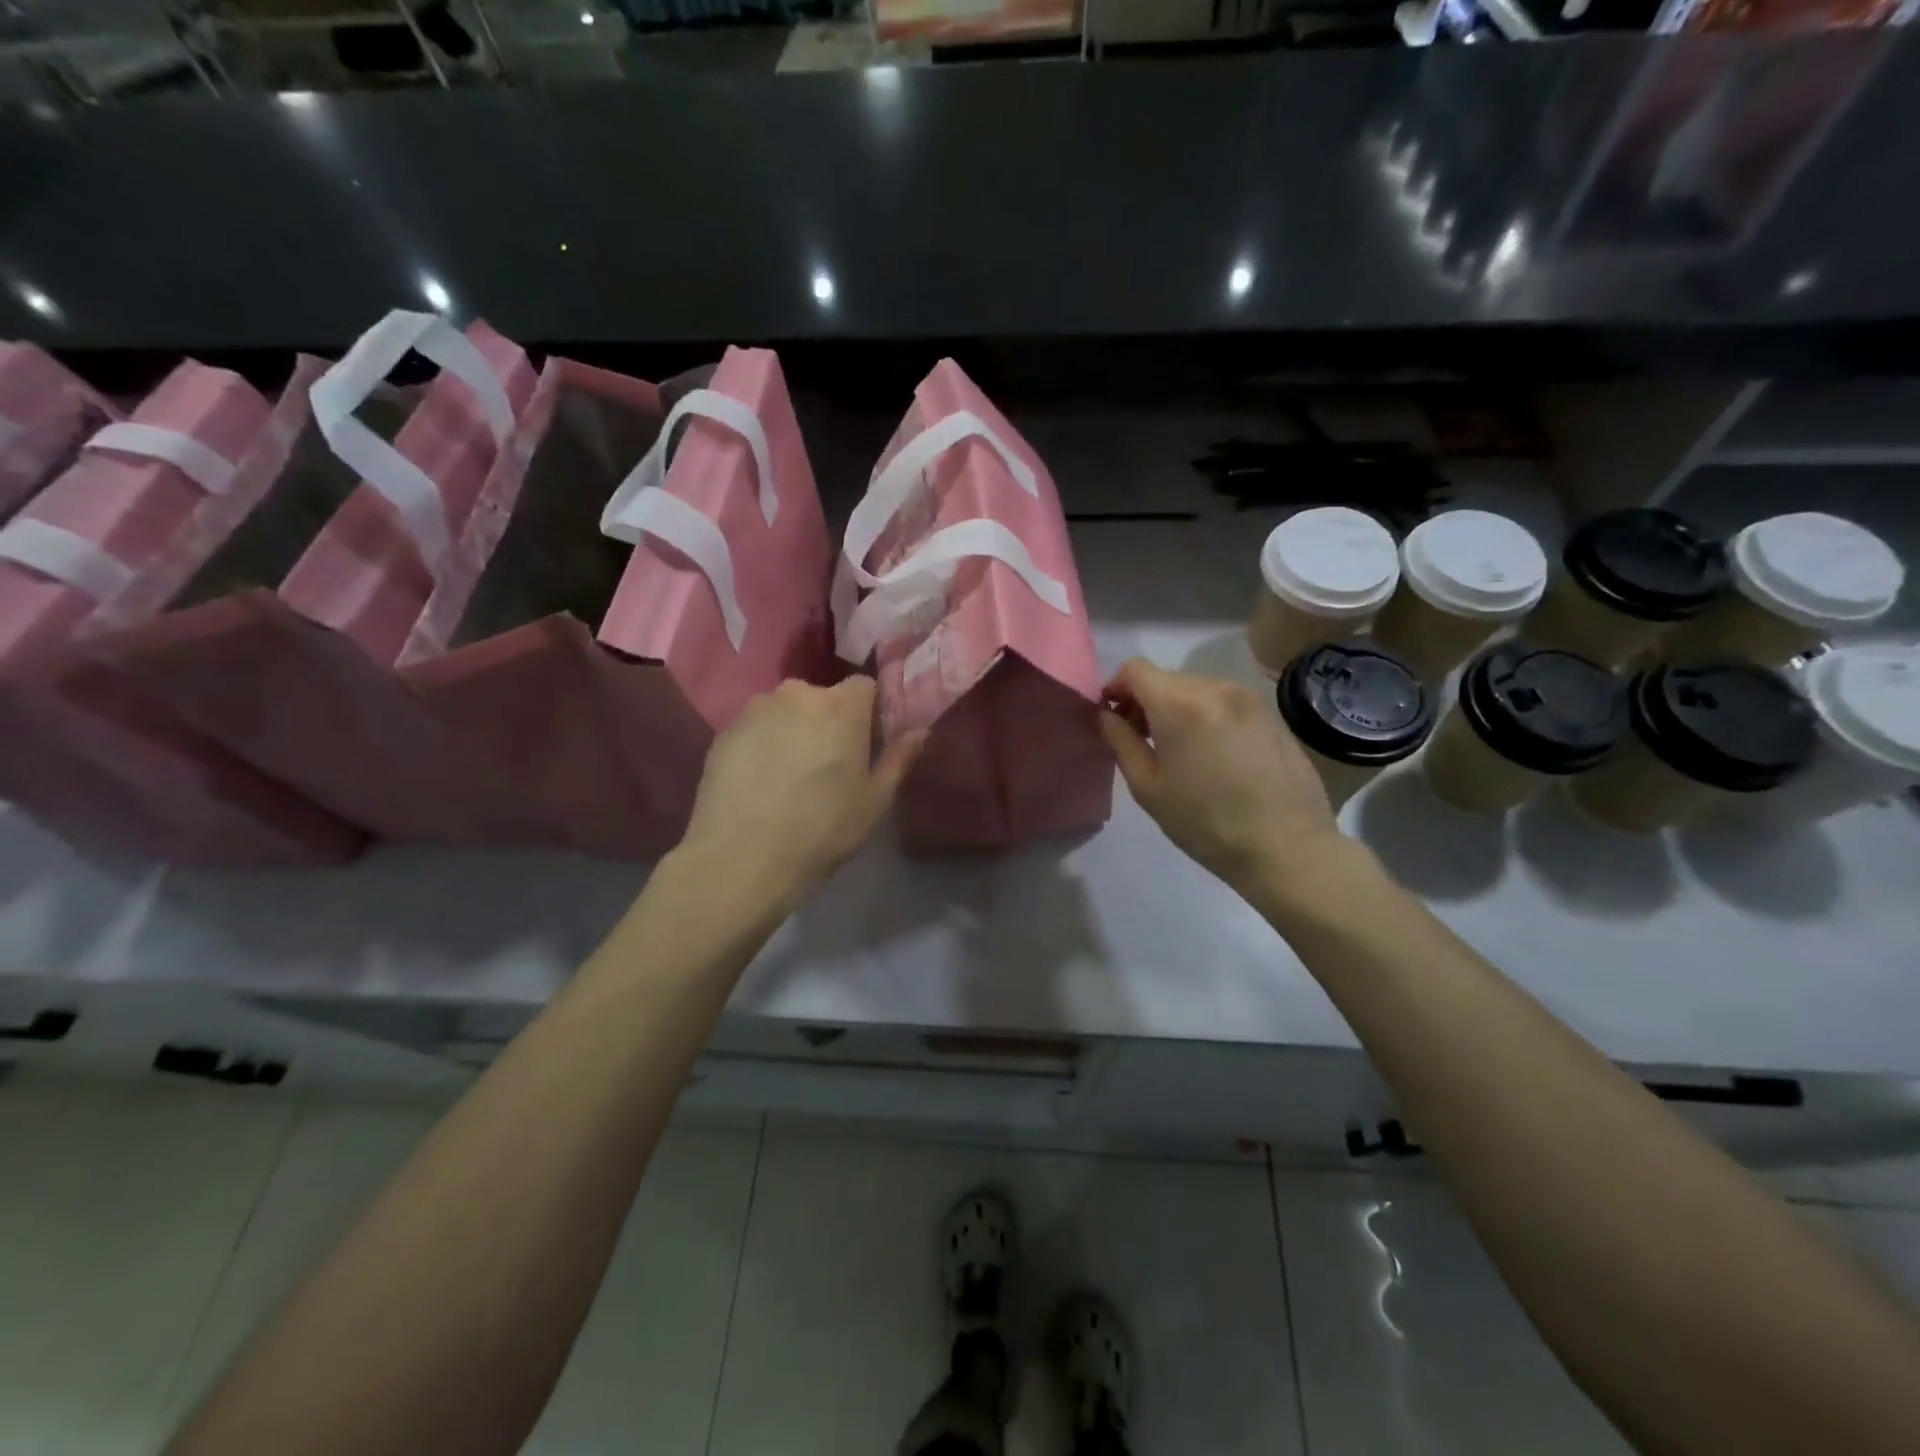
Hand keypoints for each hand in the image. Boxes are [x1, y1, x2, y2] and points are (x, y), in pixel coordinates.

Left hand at [680, 677, 923, 913]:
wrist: (741, 858)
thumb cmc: (822, 830)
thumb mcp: (875, 801)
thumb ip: (899, 758)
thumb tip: (920, 731)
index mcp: (841, 707)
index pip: (864, 685)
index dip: (870, 711)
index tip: (868, 741)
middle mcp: (796, 695)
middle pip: (823, 697)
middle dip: (830, 720)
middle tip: (830, 763)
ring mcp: (754, 710)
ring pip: (786, 711)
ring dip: (794, 730)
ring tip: (791, 774)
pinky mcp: (724, 731)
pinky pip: (756, 728)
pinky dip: (763, 744)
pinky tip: (761, 781)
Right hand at [1099, 659, 1344, 895]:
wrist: (1286, 847)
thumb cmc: (1205, 822)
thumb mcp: (1148, 787)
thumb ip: (1120, 741)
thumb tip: (1105, 715)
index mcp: (1179, 703)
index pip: (1135, 668)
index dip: (1116, 687)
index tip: (1114, 717)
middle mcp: (1215, 688)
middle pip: (1167, 678)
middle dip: (1147, 701)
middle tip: (1144, 740)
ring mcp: (1249, 699)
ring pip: (1198, 689)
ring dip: (1179, 708)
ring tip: (1182, 750)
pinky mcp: (1272, 715)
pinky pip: (1226, 703)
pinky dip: (1209, 717)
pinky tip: (1216, 756)